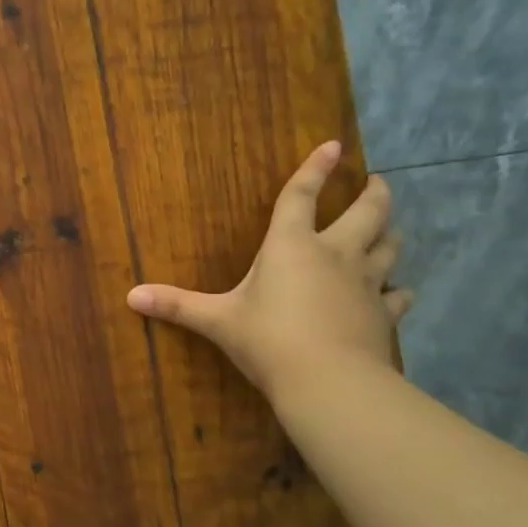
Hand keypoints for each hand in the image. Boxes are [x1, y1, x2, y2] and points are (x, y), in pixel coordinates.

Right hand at [127, 140, 410, 400]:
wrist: (329, 381)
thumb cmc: (268, 339)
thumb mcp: (217, 321)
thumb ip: (177, 305)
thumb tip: (130, 296)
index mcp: (292, 245)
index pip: (302, 196)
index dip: (315, 169)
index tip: (333, 145)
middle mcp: (335, 254)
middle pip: (367, 213)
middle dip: (373, 194)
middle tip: (376, 183)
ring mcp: (366, 283)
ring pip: (389, 247)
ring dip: (389, 235)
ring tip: (389, 229)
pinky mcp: (384, 314)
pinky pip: (398, 295)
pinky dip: (397, 290)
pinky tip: (397, 292)